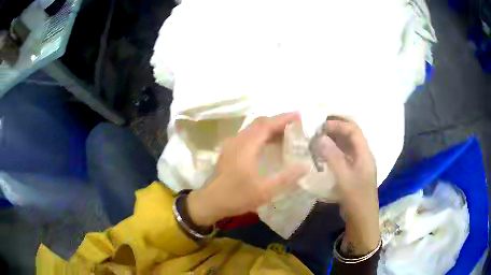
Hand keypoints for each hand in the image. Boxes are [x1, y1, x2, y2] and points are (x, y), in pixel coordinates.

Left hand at [187, 112, 309, 225]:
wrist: (210, 202)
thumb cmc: (236, 197)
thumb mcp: (264, 191)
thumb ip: (286, 178)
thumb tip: (305, 166)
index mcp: (246, 147)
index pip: (267, 125)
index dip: (283, 118)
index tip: (299, 115)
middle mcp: (238, 140)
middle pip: (259, 122)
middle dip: (278, 121)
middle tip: (296, 125)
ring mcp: (231, 144)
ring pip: (253, 128)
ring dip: (269, 127)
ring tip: (287, 133)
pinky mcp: (229, 150)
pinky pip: (248, 135)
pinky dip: (261, 134)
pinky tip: (270, 144)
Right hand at [317, 118, 379, 255]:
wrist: (362, 220)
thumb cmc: (356, 199)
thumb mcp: (344, 178)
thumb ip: (333, 157)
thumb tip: (320, 137)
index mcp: (365, 154)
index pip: (354, 130)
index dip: (338, 125)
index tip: (320, 126)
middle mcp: (363, 156)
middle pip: (350, 136)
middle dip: (334, 131)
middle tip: (315, 133)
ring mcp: (358, 165)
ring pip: (346, 147)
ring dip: (332, 142)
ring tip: (316, 142)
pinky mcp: (353, 173)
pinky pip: (343, 157)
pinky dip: (333, 153)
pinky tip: (322, 157)